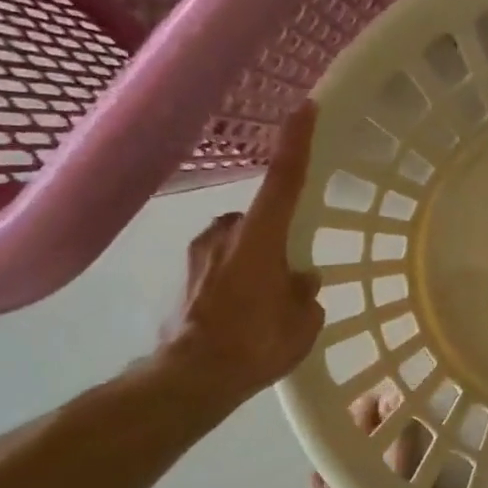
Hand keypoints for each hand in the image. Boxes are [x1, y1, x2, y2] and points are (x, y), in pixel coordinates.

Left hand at [158, 103, 324, 412]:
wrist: (188, 380)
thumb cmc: (254, 344)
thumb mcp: (302, 323)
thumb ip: (305, 293)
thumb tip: (301, 279)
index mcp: (260, 238)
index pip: (284, 179)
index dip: (296, 143)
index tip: (304, 107)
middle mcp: (225, 233)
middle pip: (260, 218)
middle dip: (275, 238)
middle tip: (290, 277)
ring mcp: (198, 253)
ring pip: (237, 242)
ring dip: (254, 259)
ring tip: (264, 302)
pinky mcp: (182, 275)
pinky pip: (219, 264)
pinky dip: (233, 277)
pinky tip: (239, 312)